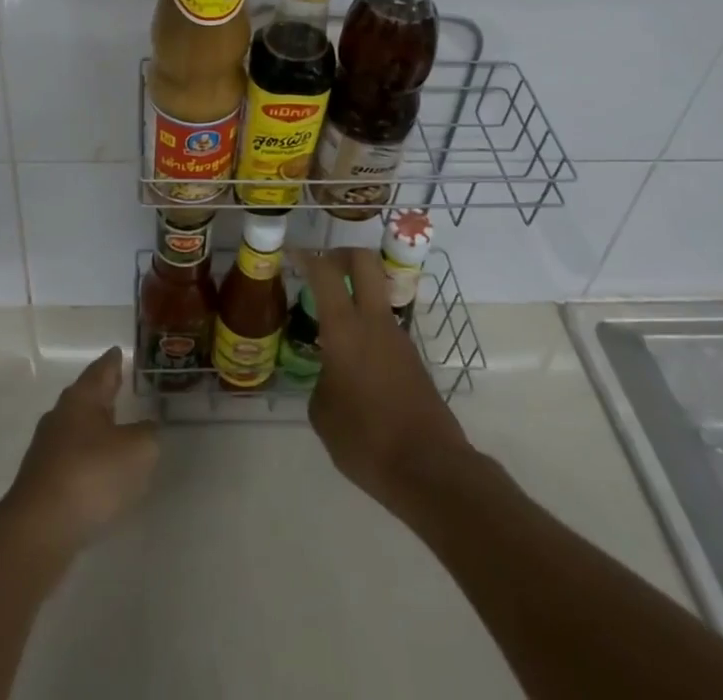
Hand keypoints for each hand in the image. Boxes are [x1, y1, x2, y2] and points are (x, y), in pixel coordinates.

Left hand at [0, 347, 158, 555]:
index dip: (113, 361)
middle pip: (86, 396)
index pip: (101, 369)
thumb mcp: (138, 451)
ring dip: (94, 427)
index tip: (118, 351)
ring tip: (114, 429)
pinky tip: (99, 472)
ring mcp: (47, 449)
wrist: (39, 530)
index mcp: (82, 398)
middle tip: (119, 385)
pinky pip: (70, 458)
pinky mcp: (41, 481)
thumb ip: (147, 434)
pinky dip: (87, 458)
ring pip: (76, 428)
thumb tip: (146, 428)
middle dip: (103, 392)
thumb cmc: (92, 475)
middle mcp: (61, 416)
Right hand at [297, 247, 472, 511]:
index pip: (325, 273)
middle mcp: (374, 322)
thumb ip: (321, 381)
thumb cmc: (366, 439)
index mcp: (345, 329)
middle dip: (342, 254)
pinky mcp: (414, 359)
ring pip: (377, 295)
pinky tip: (354, 363)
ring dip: (356, 295)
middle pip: (364, 261)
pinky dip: (367, 329)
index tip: (292, 253)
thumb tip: (329, 375)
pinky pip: (385, 329)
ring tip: (331, 326)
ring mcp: (399, 338)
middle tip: (322, 268)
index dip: (306, 256)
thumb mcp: (323, 414)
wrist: (431, 469)